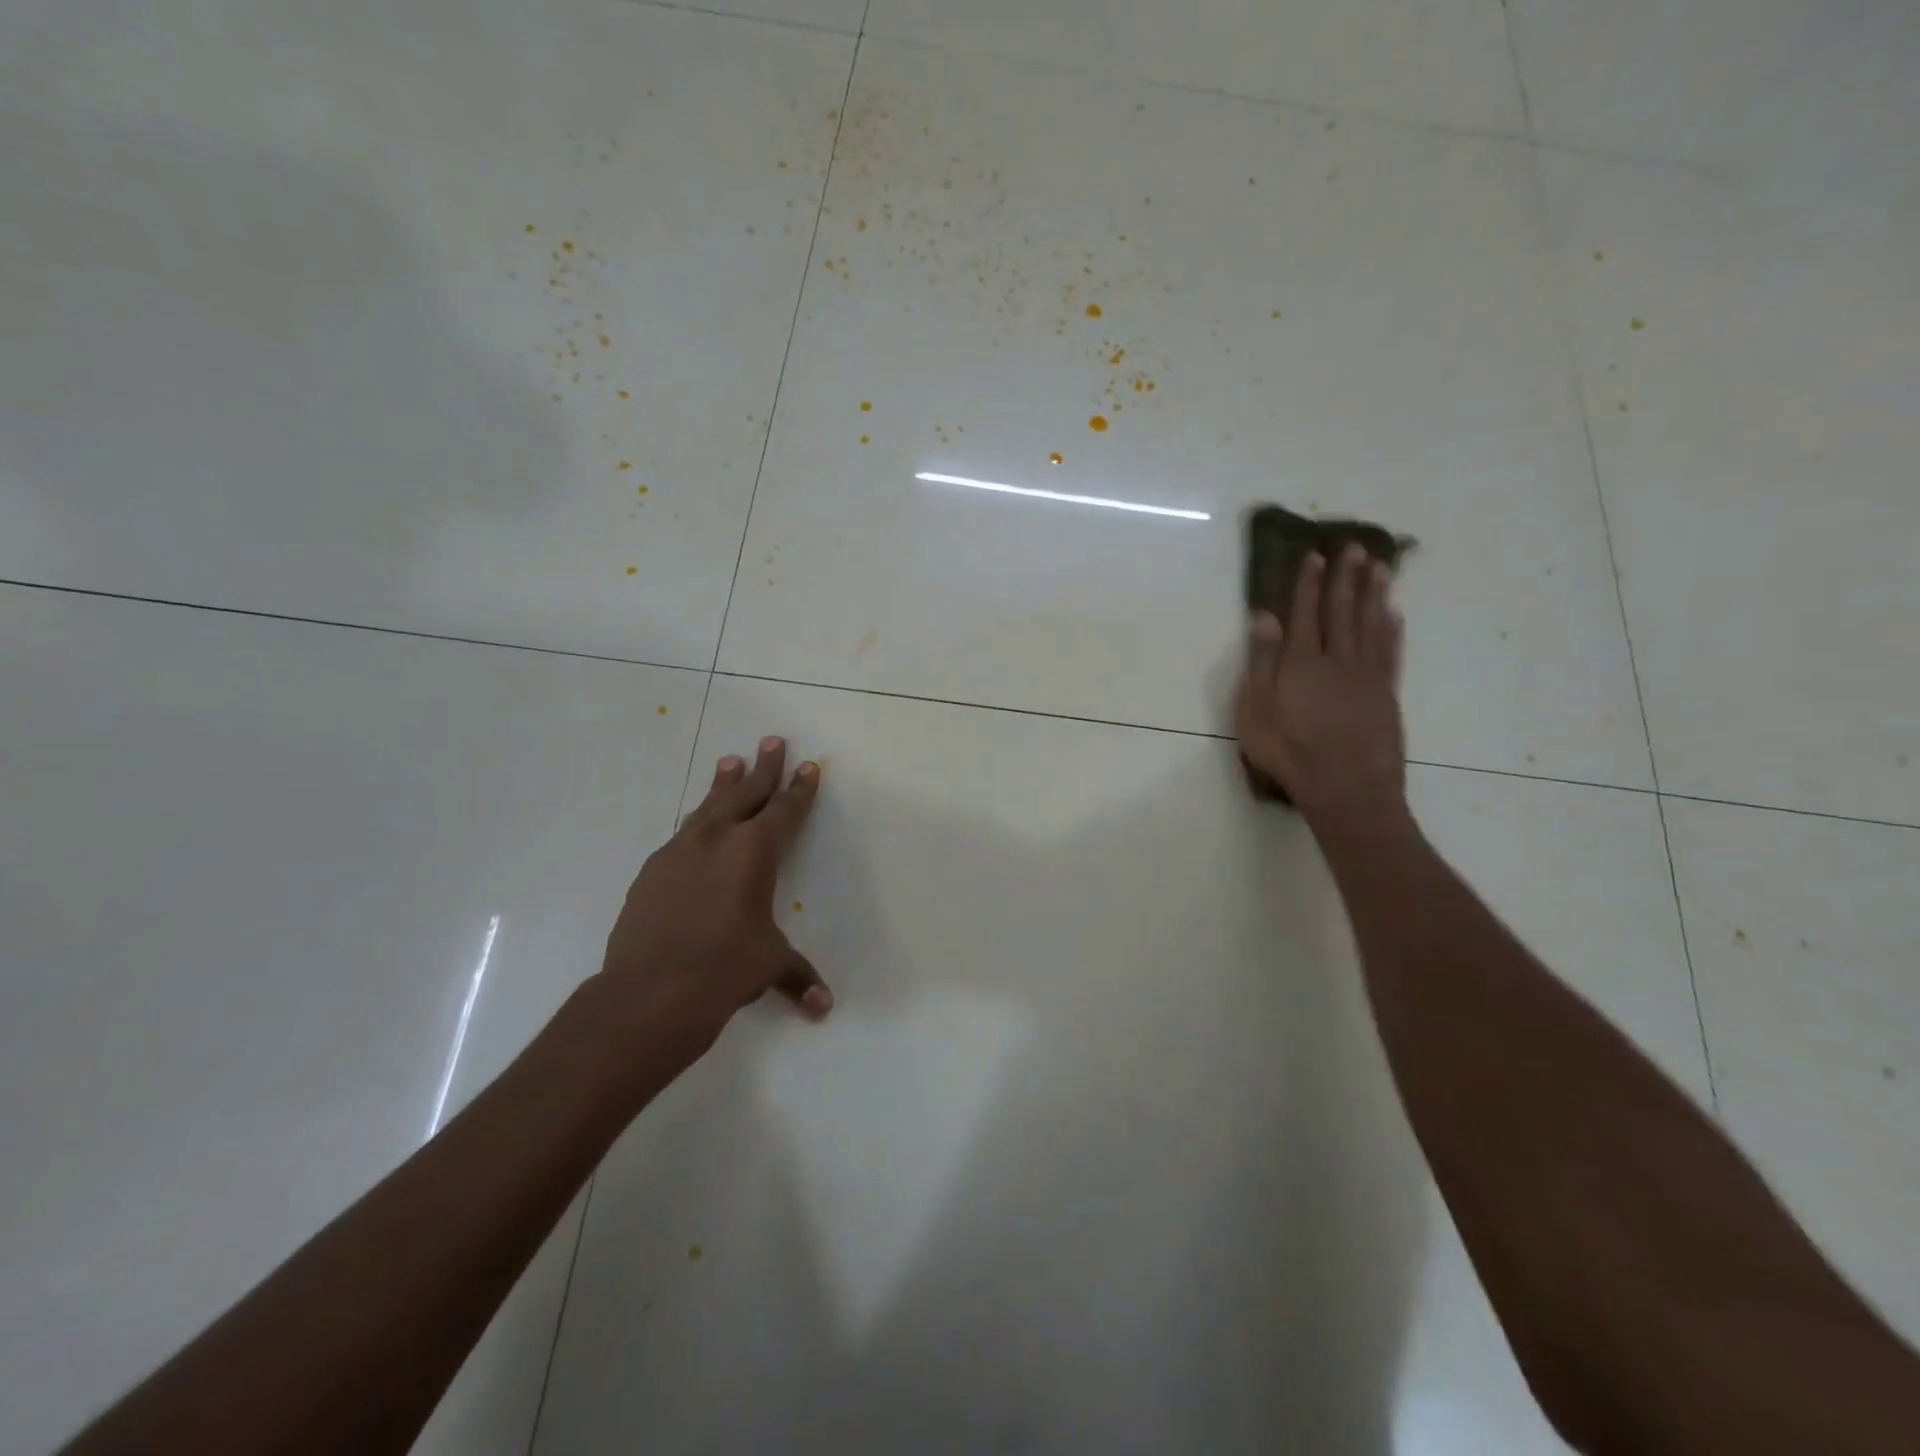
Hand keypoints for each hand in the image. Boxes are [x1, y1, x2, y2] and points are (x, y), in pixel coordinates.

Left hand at [596, 736, 830, 1057]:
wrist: (648, 992)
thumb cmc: (724, 969)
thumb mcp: (769, 964)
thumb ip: (798, 976)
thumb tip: (824, 1006)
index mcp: (754, 851)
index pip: (784, 811)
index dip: (799, 789)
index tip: (808, 766)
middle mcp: (717, 840)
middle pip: (745, 793)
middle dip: (763, 768)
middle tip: (771, 741)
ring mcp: (679, 852)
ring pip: (708, 808)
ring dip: (723, 785)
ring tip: (730, 762)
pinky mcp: (652, 871)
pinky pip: (682, 835)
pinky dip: (696, 824)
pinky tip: (696, 830)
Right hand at [1234, 546, 1407, 827]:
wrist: (1346, 788)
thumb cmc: (1289, 752)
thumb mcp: (1256, 710)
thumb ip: (1261, 662)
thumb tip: (1264, 617)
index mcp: (1301, 662)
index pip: (1305, 613)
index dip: (1309, 583)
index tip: (1315, 555)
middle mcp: (1337, 660)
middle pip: (1342, 611)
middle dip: (1346, 578)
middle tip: (1355, 546)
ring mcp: (1365, 676)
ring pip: (1370, 625)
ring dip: (1374, 594)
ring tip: (1380, 566)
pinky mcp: (1385, 695)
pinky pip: (1390, 653)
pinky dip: (1392, 631)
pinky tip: (1393, 615)